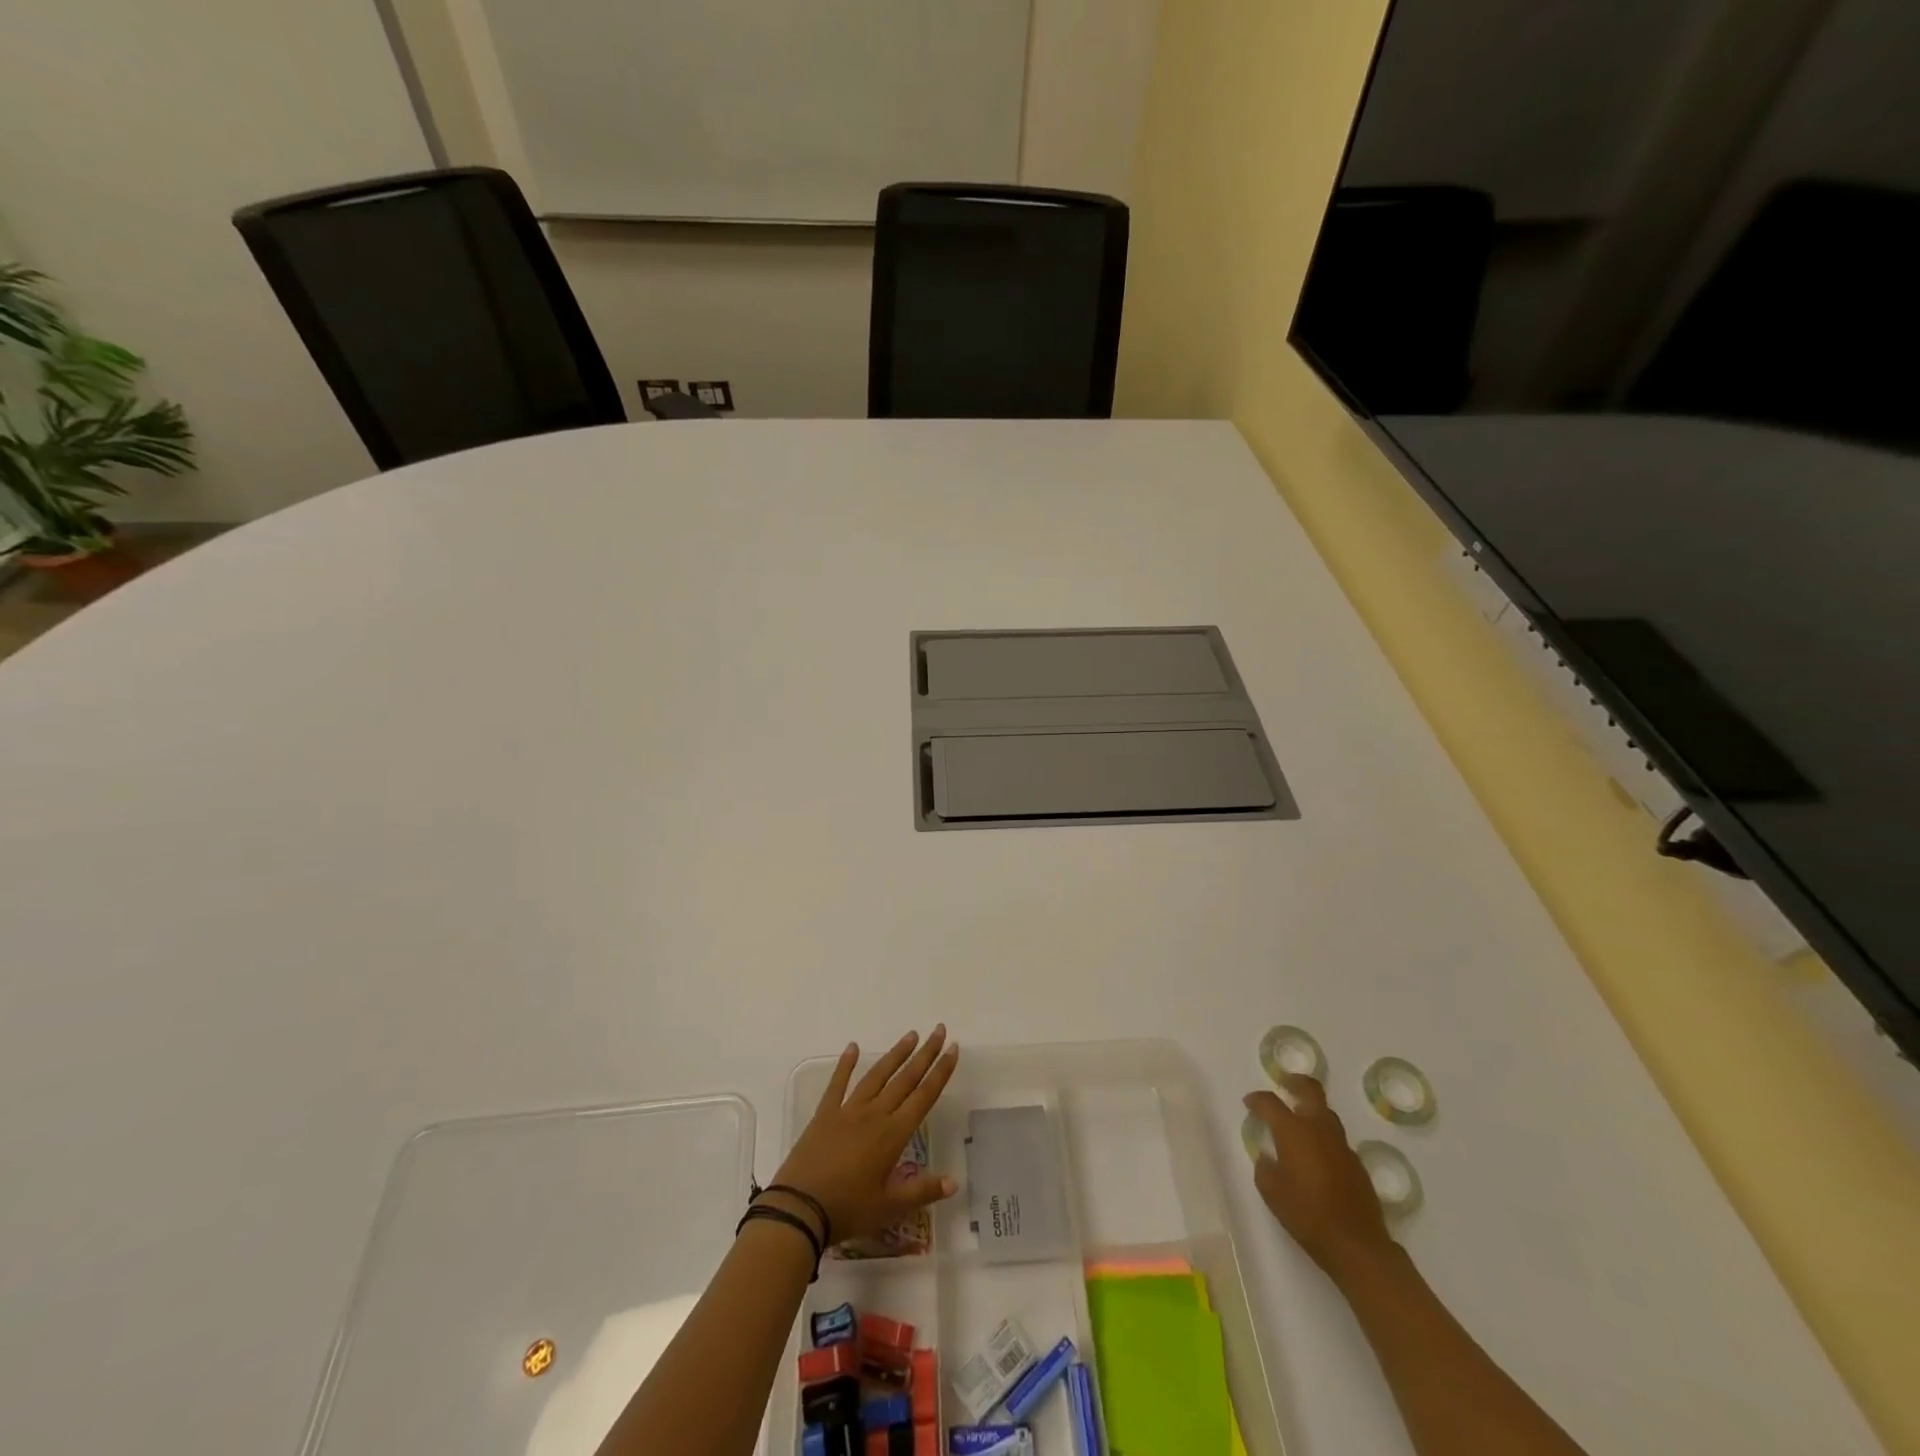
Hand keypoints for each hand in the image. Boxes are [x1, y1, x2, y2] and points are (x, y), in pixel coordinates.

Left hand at [769, 1026, 959, 1243]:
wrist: (798, 1209)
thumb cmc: (848, 1210)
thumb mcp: (889, 1208)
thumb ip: (922, 1192)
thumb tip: (954, 1182)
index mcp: (893, 1134)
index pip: (924, 1096)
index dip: (941, 1072)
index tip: (953, 1049)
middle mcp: (875, 1114)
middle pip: (905, 1079)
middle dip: (925, 1054)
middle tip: (939, 1030)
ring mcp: (848, 1110)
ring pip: (878, 1075)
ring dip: (896, 1054)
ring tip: (911, 1035)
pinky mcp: (825, 1114)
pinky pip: (838, 1083)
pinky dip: (846, 1064)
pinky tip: (853, 1047)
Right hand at [1245, 1073, 1395, 1284]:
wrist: (1357, 1245)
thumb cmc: (1307, 1214)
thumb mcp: (1272, 1192)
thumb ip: (1265, 1168)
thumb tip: (1268, 1158)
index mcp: (1294, 1131)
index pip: (1270, 1102)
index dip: (1257, 1099)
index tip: (1249, 1103)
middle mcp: (1319, 1130)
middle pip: (1310, 1091)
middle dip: (1296, 1082)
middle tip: (1285, 1083)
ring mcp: (1342, 1146)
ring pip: (1327, 1114)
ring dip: (1312, 1110)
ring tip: (1299, 1121)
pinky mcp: (1357, 1164)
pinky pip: (1336, 1140)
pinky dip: (1324, 1137)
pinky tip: (1317, 1156)